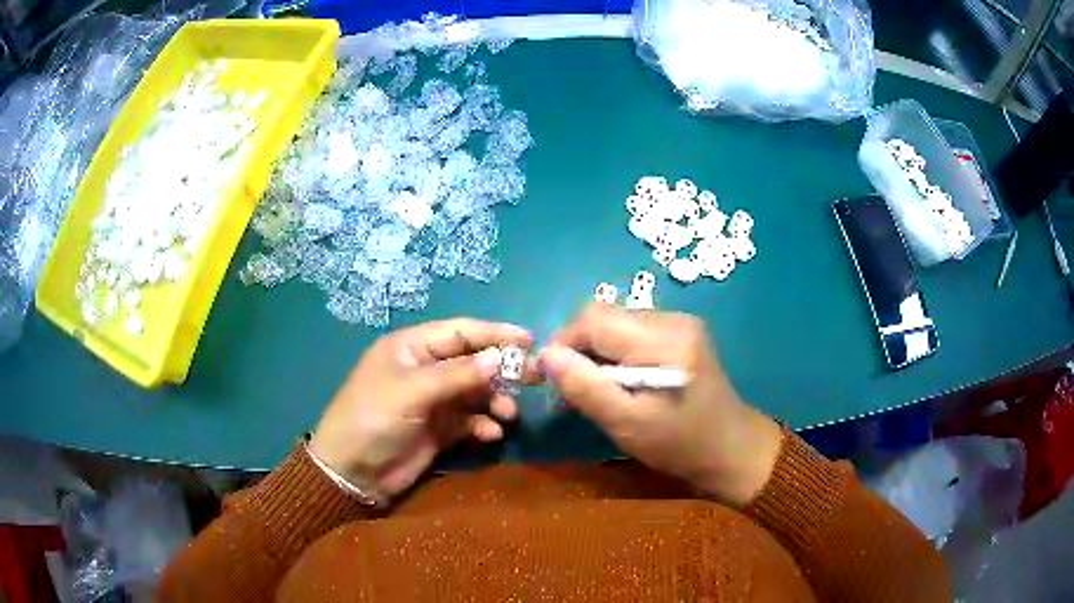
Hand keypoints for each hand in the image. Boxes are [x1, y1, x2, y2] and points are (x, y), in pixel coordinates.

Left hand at [310, 319, 531, 499]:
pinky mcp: (439, 430)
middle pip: (472, 362)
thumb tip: (498, 358)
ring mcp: (433, 401)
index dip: (494, 333)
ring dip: (494, 400)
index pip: (460, 332)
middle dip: (502, 369)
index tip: (529, 340)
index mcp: (412, 348)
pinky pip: (469, 421)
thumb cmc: (374, 418)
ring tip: (509, 413)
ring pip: (474, 393)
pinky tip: (491, 433)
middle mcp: (425, 370)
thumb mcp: (412, 391)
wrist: (353, 473)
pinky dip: (482, 425)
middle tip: (535, 377)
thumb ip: (457, 374)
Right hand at [539, 304, 781, 506]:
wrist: (732, 449)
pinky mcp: (683, 333)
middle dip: (579, 348)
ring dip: (597, 351)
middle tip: (573, 390)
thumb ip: (585, 387)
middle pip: (604, 316)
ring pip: (617, 323)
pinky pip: (634, 332)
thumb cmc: (679, 444)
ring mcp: (681, 323)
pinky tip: (622, 381)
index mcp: (662, 340)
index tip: (551, 379)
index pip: (592, 318)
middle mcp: (672, 319)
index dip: (562, 342)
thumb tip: (545, 355)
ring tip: (598, 389)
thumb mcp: (626, 423)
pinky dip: (617, 353)